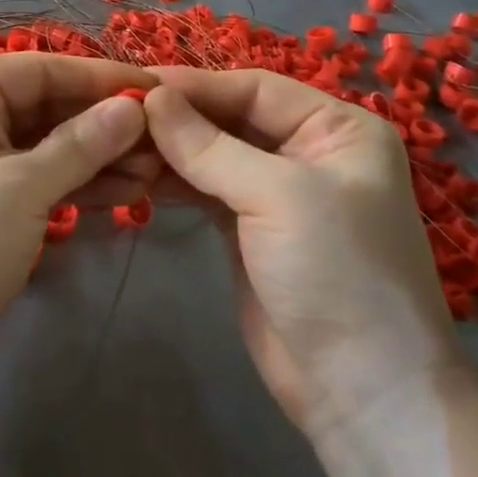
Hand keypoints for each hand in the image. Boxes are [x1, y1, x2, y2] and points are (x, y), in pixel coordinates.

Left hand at [0, 53, 158, 426]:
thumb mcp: (21, 189)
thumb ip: (81, 144)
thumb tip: (134, 108)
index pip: (42, 69)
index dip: (101, 79)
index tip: (158, 90)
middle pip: (47, 105)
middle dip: (104, 124)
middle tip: (165, 141)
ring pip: (47, 144)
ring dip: (97, 156)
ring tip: (156, 171)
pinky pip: (37, 177)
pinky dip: (77, 183)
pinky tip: (127, 192)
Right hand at [142, 69, 462, 436]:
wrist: (360, 392)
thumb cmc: (336, 273)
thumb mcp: (278, 195)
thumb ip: (208, 145)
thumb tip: (150, 98)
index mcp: (336, 129)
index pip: (255, 89)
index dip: (196, 84)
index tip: (137, 84)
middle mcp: (307, 152)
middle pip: (230, 118)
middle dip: (177, 118)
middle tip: (117, 115)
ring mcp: (275, 193)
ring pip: (212, 154)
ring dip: (168, 149)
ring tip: (117, 144)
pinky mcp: (247, 229)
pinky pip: (203, 189)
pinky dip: (172, 180)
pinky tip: (134, 174)